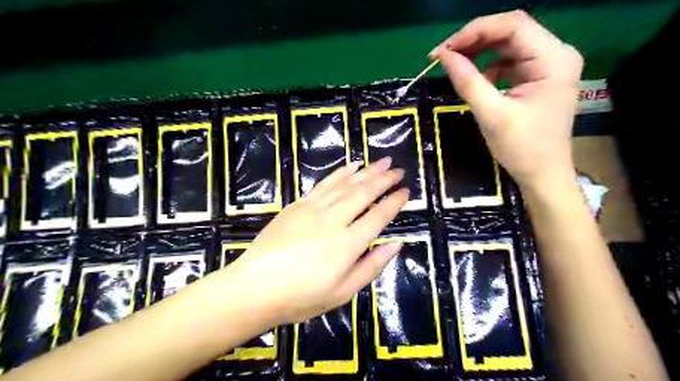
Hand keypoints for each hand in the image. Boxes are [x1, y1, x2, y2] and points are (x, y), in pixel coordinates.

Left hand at [224, 158, 404, 323]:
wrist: (255, 288)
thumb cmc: (302, 297)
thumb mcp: (343, 292)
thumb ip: (371, 266)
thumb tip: (395, 245)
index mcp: (348, 244)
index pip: (378, 216)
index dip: (394, 202)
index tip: (406, 191)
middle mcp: (334, 220)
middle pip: (364, 193)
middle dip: (384, 179)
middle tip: (398, 170)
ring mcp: (313, 209)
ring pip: (345, 184)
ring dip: (366, 171)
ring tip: (381, 162)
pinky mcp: (298, 205)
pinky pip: (323, 184)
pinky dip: (339, 173)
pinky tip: (351, 166)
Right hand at [430, 10, 584, 190]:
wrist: (543, 175)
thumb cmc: (522, 148)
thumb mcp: (491, 114)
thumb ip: (467, 81)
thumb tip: (443, 56)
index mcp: (553, 59)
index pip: (513, 26)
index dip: (474, 31)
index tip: (443, 50)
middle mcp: (556, 54)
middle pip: (511, 31)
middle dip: (474, 41)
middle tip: (443, 56)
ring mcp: (548, 65)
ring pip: (507, 45)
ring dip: (479, 53)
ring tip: (455, 66)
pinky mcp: (538, 77)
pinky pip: (508, 62)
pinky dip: (488, 67)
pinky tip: (476, 81)